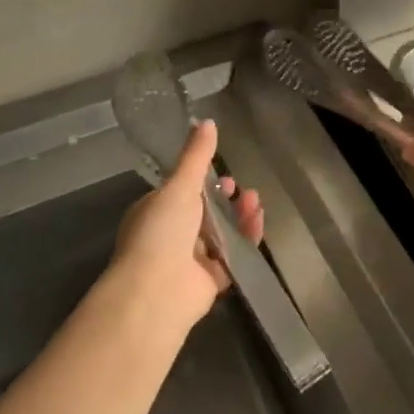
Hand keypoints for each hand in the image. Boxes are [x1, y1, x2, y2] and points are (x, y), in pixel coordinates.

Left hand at [111, 120, 263, 330]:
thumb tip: (206, 120)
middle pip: (205, 212)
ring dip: (239, 215)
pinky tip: (258, 222)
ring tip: (255, 201)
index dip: (204, 181)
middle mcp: (171, 236)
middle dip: (225, 199)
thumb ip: (196, 156)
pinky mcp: (210, 280)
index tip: (222, 174)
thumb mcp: (179, 186)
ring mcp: (190, 260)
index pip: (182, 192)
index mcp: (155, 212)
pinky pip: (233, 255)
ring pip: (221, 233)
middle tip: (241, 189)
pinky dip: (247, 239)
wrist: (156, 293)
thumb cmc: (161, 232)